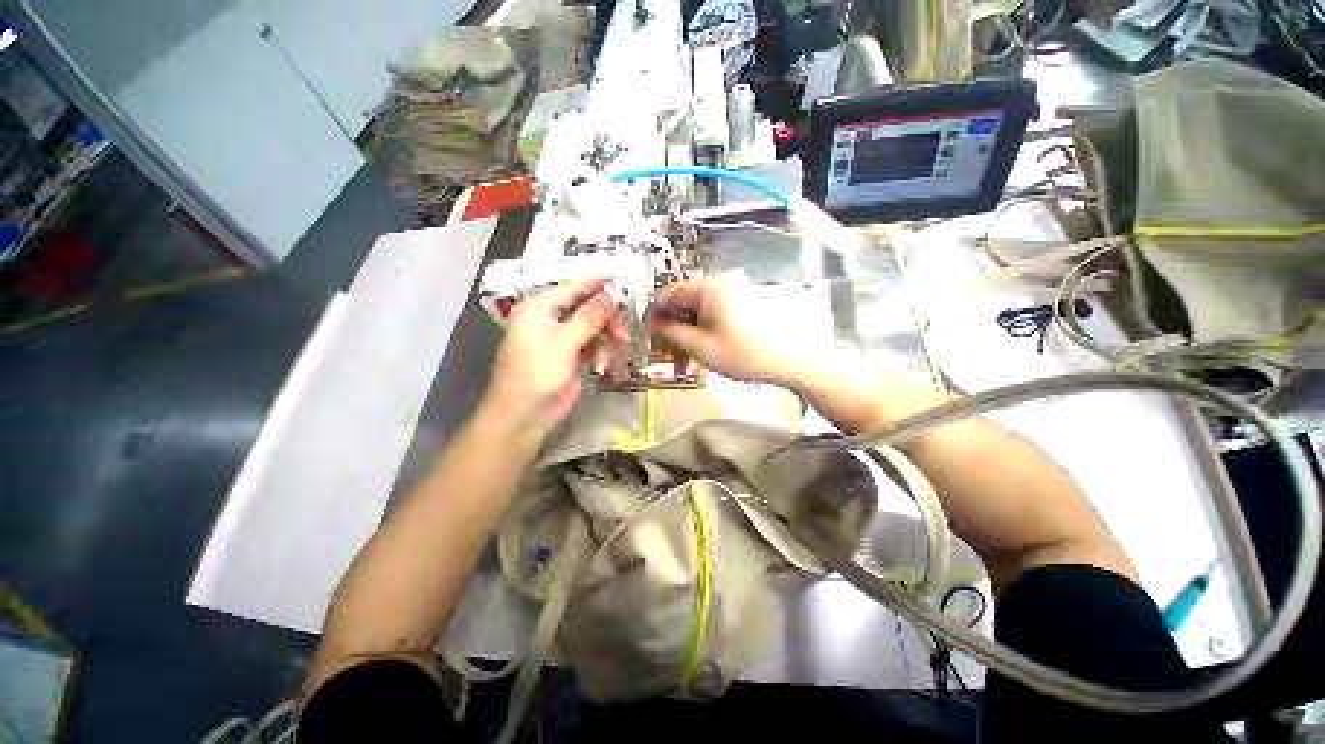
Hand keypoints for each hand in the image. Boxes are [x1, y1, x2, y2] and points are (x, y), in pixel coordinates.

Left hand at [481, 278, 627, 447]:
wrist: (525, 416)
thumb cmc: (537, 373)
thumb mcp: (564, 342)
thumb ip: (590, 316)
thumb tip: (613, 293)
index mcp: (539, 308)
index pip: (572, 287)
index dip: (598, 283)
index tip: (624, 281)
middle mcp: (549, 319)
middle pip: (586, 308)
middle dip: (607, 317)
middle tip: (624, 329)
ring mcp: (561, 339)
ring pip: (592, 327)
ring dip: (606, 336)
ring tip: (619, 347)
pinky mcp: (570, 357)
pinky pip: (591, 346)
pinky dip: (599, 352)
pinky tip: (602, 365)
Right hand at [649, 273, 814, 387]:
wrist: (791, 358)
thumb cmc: (743, 353)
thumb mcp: (701, 347)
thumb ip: (671, 333)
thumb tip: (652, 323)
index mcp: (708, 287)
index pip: (669, 294)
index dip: (656, 314)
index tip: (651, 334)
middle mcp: (721, 282)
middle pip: (686, 301)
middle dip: (675, 326)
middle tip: (673, 351)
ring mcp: (736, 290)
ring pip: (701, 308)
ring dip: (691, 329)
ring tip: (691, 355)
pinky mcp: (746, 300)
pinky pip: (717, 310)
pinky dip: (707, 327)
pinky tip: (709, 346)